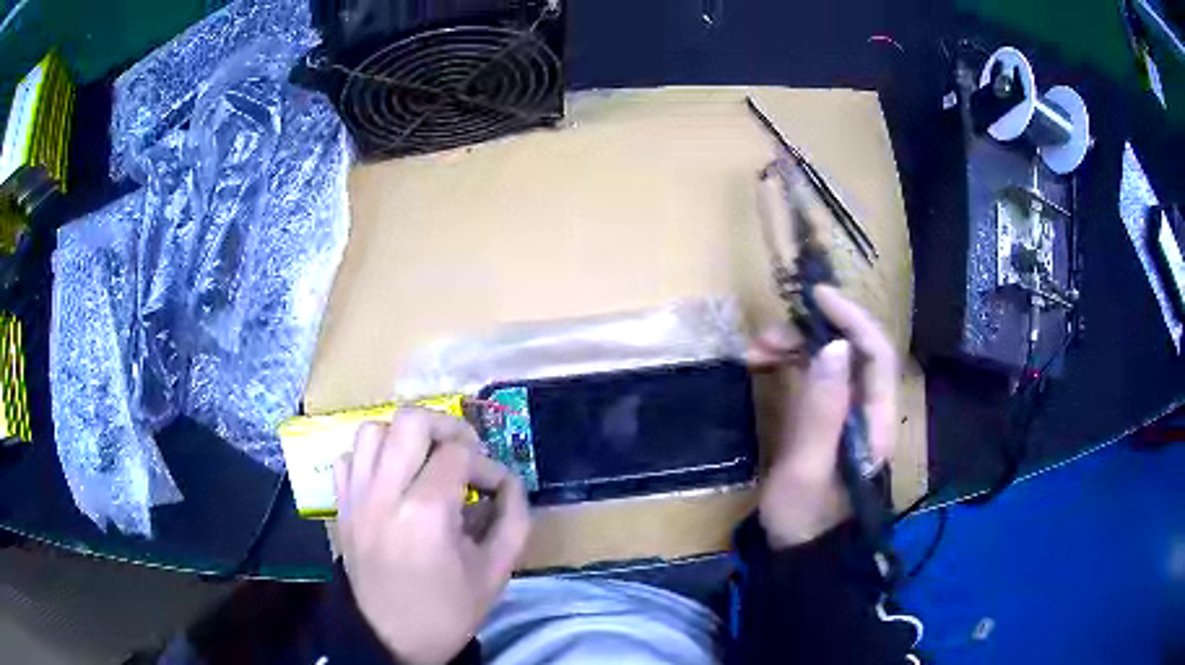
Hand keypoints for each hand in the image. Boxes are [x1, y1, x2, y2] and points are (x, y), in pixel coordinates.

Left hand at [334, 408, 530, 663]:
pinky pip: (349, 457)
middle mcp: (384, 493)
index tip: (497, 487)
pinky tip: (391, 479)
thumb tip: (511, 482)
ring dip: (405, 437)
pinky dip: (372, 456)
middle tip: (464, 453)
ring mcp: (356, 496)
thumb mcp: (495, 572)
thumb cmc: (448, 610)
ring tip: (425, 463)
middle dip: (446, 427)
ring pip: (373, 429)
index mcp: (425, 513)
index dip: (487, 464)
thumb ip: (513, 519)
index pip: (458, 454)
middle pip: (411, 420)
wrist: (391, 639)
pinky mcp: (340, 505)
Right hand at [747, 285, 897, 547]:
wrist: (802, 556)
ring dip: (796, 348)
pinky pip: (815, 381)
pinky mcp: (827, 424)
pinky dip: (790, 367)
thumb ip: (823, 411)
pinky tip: (765, 366)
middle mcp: (867, 411)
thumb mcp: (809, 468)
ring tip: (756, 351)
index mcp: (874, 420)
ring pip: (830, 364)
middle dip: (812, 334)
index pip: (875, 353)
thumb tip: (833, 347)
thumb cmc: (806, 518)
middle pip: (852, 353)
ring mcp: (847, 416)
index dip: (851, 319)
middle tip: (766, 336)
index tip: (816, 297)